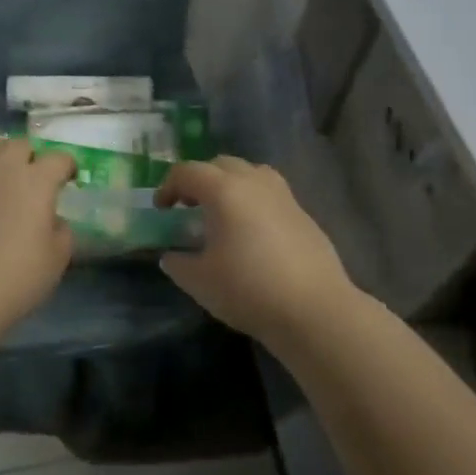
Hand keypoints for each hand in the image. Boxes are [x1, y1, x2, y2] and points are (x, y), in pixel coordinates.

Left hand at [0, 138, 75, 330]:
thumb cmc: (18, 279)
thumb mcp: (58, 259)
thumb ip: (62, 231)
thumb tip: (53, 219)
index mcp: (37, 182)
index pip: (58, 159)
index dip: (66, 166)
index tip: (67, 179)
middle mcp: (1, 169)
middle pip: (17, 144)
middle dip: (27, 156)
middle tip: (28, 177)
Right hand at [155, 156, 356, 342]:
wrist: (314, 309)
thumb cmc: (248, 290)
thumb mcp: (199, 281)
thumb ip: (178, 263)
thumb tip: (171, 256)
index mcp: (224, 191)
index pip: (187, 172)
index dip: (168, 186)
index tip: (161, 210)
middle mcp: (254, 182)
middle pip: (220, 164)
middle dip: (199, 180)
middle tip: (188, 207)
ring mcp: (283, 195)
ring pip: (250, 173)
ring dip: (229, 184)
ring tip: (222, 213)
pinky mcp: (303, 213)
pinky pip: (270, 193)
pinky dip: (253, 201)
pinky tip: (252, 232)